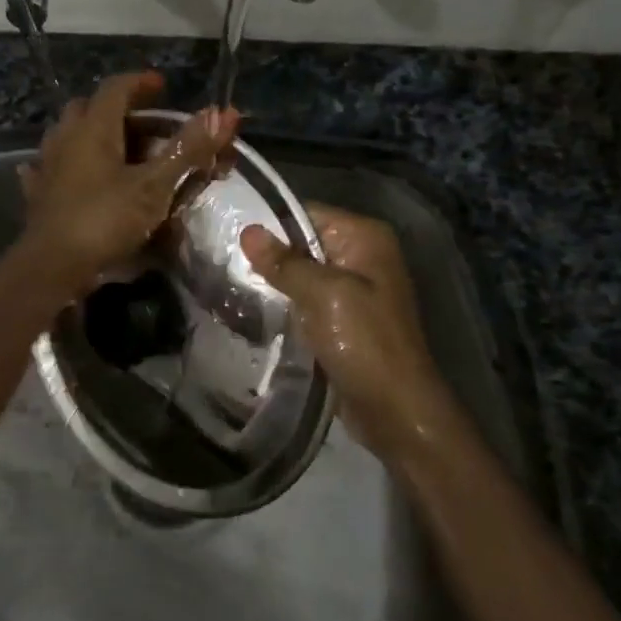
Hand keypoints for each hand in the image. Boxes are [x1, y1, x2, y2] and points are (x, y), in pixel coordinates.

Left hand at [19, 72, 236, 295]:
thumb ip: (187, 149)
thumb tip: (223, 112)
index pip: (116, 87)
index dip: (140, 82)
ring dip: (92, 133)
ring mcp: (47, 165)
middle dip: (118, 109)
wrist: (53, 266)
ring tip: (117, 147)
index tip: (162, 86)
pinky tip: (74, 173)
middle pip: (89, 108)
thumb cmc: (105, 220)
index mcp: (94, 128)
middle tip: (146, 123)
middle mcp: (66, 137)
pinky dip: (69, 163)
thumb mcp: (155, 186)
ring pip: (69, 134)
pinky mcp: (39, 193)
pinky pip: (53, 166)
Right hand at [241, 203, 462, 465]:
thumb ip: (284, 261)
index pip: (306, 212)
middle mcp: (363, 255)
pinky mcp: (345, 317)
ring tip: (233, 285)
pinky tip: (257, 310)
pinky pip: (308, 299)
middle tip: (225, 263)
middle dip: (270, 255)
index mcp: (365, 237)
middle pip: (304, 242)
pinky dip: (287, 304)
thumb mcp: (321, 294)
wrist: (395, 408)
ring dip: (275, 283)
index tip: (230, 235)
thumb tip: (248, 231)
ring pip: (303, 273)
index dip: (270, 224)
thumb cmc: (363, 341)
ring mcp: (356, 288)